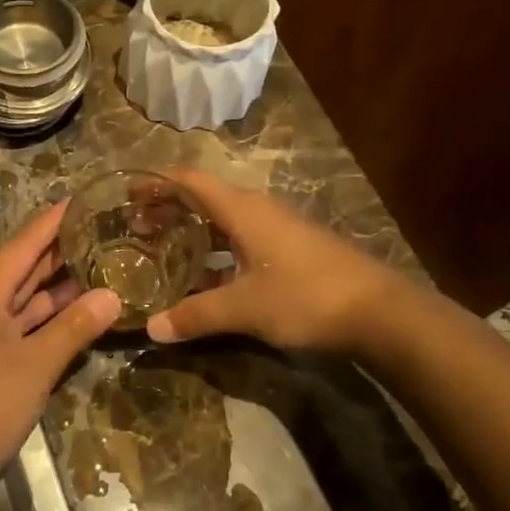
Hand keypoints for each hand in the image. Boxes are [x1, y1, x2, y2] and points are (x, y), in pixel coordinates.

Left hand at [0, 201, 120, 510]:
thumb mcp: (33, 365)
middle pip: (28, 268)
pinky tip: (87, 315)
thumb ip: (73, 328)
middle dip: (63, 248)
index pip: (25, 244)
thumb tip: (112, 293)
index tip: (85, 197)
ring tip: (107, 263)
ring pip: (31, 299)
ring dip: (63, 285)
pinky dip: (57, 320)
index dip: (53, 220)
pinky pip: (32, 328)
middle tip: (107, 227)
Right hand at [146, 170, 397, 350]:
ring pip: (224, 220)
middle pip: (204, 197)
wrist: (381, 312)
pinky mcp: (291, 250)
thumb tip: (151, 330)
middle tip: (137, 226)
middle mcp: (258, 211)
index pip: (190, 180)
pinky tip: (207, 277)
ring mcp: (278, 230)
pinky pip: (241, 239)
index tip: (128, 194)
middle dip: (169, 207)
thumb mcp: (244, 308)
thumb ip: (196, 315)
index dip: (158, 183)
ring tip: (164, 248)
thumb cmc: (306, 296)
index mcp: (242, 210)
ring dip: (193, 229)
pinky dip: (216, 249)